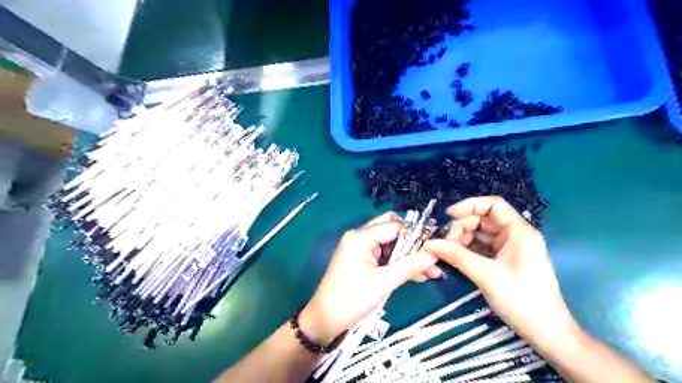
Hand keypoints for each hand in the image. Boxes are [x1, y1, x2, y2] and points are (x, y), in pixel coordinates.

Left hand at [299, 212, 441, 343]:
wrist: (325, 320)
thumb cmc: (351, 299)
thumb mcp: (383, 283)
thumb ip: (409, 266)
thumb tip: (433, 254)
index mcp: (361, 237)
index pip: (394, 226)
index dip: (415, 235)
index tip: (435, 248)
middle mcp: (360, 237)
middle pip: (392, 231)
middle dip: (413, 245)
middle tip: (431, 259)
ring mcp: (361, 249)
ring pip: (391, 245)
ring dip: (409, 257)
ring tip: (431, 273)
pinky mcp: (362, 261)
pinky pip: (385, 256)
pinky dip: (399, 264)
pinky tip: (417, 275)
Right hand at [424, 197, 579, 349]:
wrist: (546, 333)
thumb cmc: (522, 300)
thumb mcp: (486, 275)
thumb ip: (457, 256)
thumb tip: (430, 244)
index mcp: (519, 232)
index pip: (493, 205)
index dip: (469, 205)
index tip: (448, 216)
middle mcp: (515, 235)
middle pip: (483, 219)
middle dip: (462, 227)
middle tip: (446, 243)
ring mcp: (510, 248)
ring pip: (480, 233)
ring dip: (463, 239)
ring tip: (448, 252)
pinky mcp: (504, 260)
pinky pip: (482, 247)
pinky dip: (468, 250)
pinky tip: (456, 257)